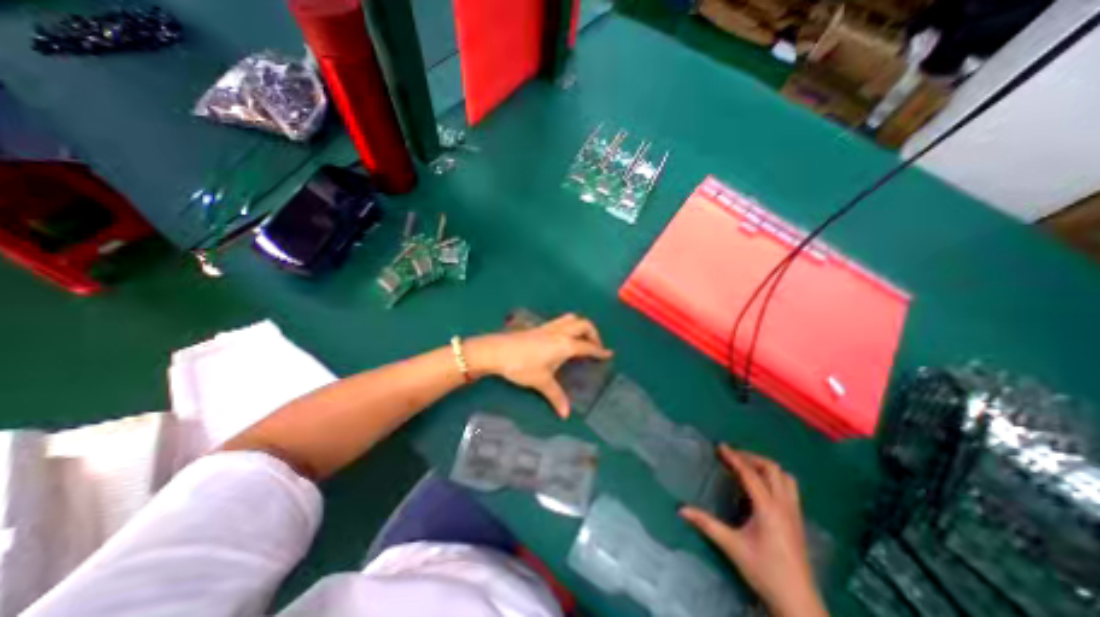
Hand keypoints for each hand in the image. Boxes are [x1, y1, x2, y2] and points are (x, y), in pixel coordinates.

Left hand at [461, 313, 610, 418]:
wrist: (497, 351)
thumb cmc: (522, 366)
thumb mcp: (541, 381)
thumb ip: (556, 396)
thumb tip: (565, 414)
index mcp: (565, 344)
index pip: (588, 346)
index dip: (600, 350)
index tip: (609, 354)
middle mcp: (560, 332)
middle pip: (584, 325)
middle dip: (594, 334)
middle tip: (596, 347)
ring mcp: (549, 327)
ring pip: (572, 319)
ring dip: (581, 326)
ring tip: (582, 339)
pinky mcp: (539, 327)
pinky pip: (560, 321)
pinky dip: (569, 326)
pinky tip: (562, 338)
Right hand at [681, 447, 824, 616]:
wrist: (799, 603)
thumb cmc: (764, 572)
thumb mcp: (732, 547)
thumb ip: (707, 524)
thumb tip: (681, 509)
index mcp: (767, 509)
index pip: (750, 474)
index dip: (734, 457)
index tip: (720, 447)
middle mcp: (784, 506)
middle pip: (772, 469)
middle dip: (751, 458)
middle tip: (732, 457)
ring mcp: (795, 513)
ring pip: (785, 477)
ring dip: (766, 467)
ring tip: (748, 468)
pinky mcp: (798, 520)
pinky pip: (790, 488)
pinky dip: (775, 479)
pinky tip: (763, 487)